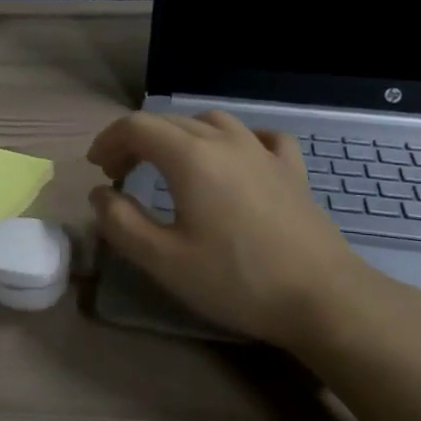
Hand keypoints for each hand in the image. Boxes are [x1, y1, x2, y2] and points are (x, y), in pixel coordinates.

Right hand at [88, 111, 379, 349]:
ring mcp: (263, 152)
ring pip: (211, 122)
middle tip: (120, 175)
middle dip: (136, 141)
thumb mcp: (164, 260)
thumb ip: (121, 223)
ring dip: (180, 136)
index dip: (109, 141)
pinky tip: (235, 158)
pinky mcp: (292, 170)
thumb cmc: (237, 280)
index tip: (96, 169)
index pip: (137, 127)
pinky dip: (234, 140)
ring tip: (169, 164)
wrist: (323, 298)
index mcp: (190, 157)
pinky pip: (259, 137)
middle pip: (170, 122)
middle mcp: (226, 141)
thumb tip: (100, 195)